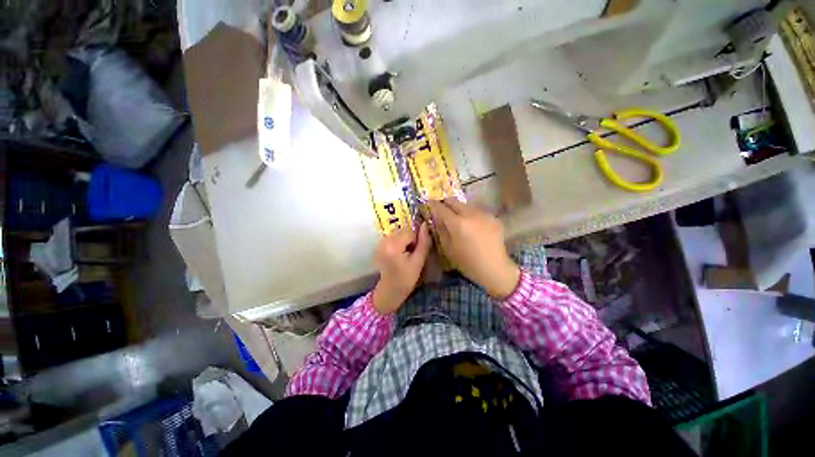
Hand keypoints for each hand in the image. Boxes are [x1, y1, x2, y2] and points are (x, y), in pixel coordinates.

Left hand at [372, 223, 431, 313]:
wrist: (390, 290)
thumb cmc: (407, 278)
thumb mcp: (419, 261)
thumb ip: (423, 242)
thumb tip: (425, 224)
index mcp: (393, 246)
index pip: (410, 232)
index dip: (417, 240)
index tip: (416, 252)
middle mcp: (384, 241)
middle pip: (403, 230)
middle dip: (410, 238)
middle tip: (411, 253)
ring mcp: (380, 242)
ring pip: (398, 232)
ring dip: (404, 239)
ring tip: (405, 253)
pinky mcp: (379, 244)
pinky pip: (392, 236)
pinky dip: (398, 241)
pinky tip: (399, 253)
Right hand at [428, 199, 519, 298]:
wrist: (494, 268)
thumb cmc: (467, 262)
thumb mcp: (448, 248)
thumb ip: (441, 230)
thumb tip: (437, 218)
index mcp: (457, 223)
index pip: (441, 208)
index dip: (433, 204)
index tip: (429, 202)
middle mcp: (471, 214)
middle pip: (454, 201)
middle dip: (446, 203)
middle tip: (442, 208)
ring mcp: (484, 214)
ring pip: (467, 204)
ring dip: (459, 208)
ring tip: (458, 217)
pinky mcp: (493, 217)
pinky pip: (478, 211)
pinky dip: (472, 214)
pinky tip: (473, 224)